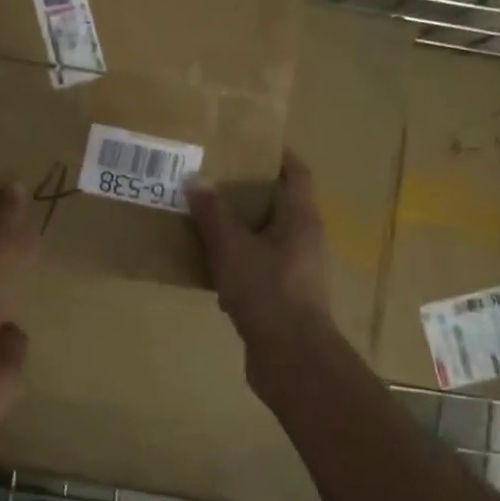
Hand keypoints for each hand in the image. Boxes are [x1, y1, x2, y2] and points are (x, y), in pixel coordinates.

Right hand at [187, 151, 332, 378]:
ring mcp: (296, 271)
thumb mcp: (232, 248)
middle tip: (213, 181)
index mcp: (301, 219)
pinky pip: (258, 269)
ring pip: (266, 239)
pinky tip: (209, 269)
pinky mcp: (284, 297)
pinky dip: (237, 264)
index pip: (297, 174)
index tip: (248, 143)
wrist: (291, 357)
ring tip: (204, 220)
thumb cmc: (267, 291)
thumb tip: (195, 180)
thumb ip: (213, 214)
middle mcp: (305, 240)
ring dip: (239, 230)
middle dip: (247, 193)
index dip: (278, 155)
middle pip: (279, 206)